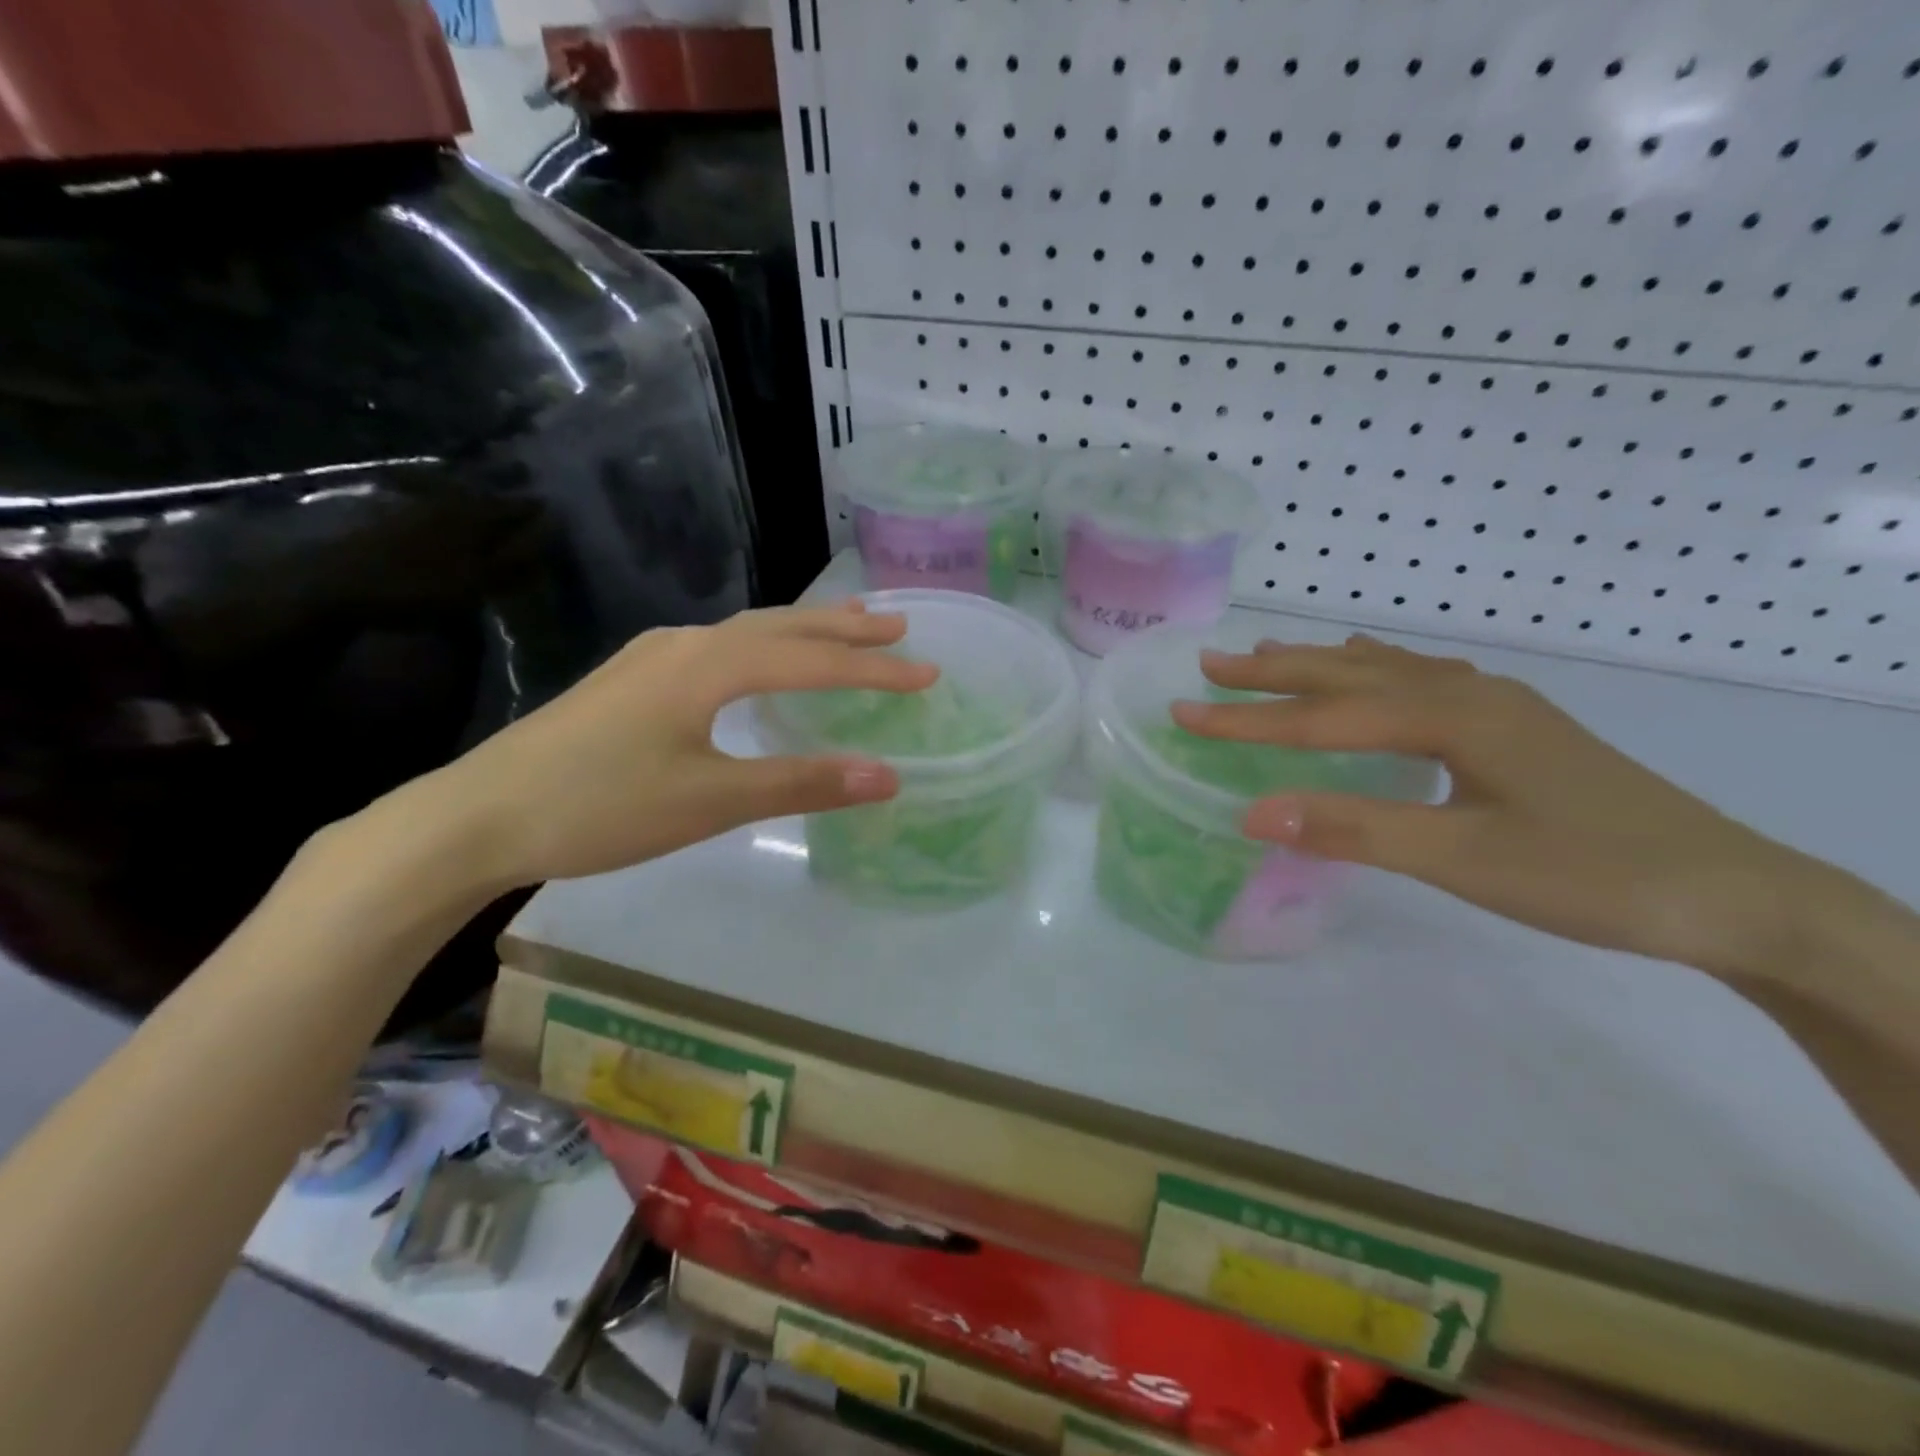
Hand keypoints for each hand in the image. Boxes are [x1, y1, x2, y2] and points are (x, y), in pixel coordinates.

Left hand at [396, 603, 935, 893]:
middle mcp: (685, 644)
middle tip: (898, 625)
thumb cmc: (601, 806)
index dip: (875, 669)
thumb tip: (887, 775)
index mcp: (710, 665)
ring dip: (800, 631)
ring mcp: (652, 657)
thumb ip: (801, 783)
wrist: (479, 815)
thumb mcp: (712, 800)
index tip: (928, 674)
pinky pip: (718, 648)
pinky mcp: (631, 680)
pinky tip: (756, 664)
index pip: (813, 661)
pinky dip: (761, 648)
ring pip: (746, 633)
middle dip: (844, 628)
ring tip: (844, 631)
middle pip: (781, 627)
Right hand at [1172, 635, 1819, 978]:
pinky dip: (1374, 673)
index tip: (1183, 712)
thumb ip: (1356, 829)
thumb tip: (1253, 812)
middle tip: (1211, 663)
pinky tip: (1373, 676)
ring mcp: (1496, 706)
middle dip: (1275, 672)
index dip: (1249, 720)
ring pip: (1387, 671)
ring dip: (1321, 665)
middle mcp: (1468, 693)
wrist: (1734, 895)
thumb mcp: (1463, 859)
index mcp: (1451, 716)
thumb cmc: (1592, 875)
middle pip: (1350, 675)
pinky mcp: (1514, 727)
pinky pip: (1421, 681)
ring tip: (1271, 655)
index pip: (1324, 718)